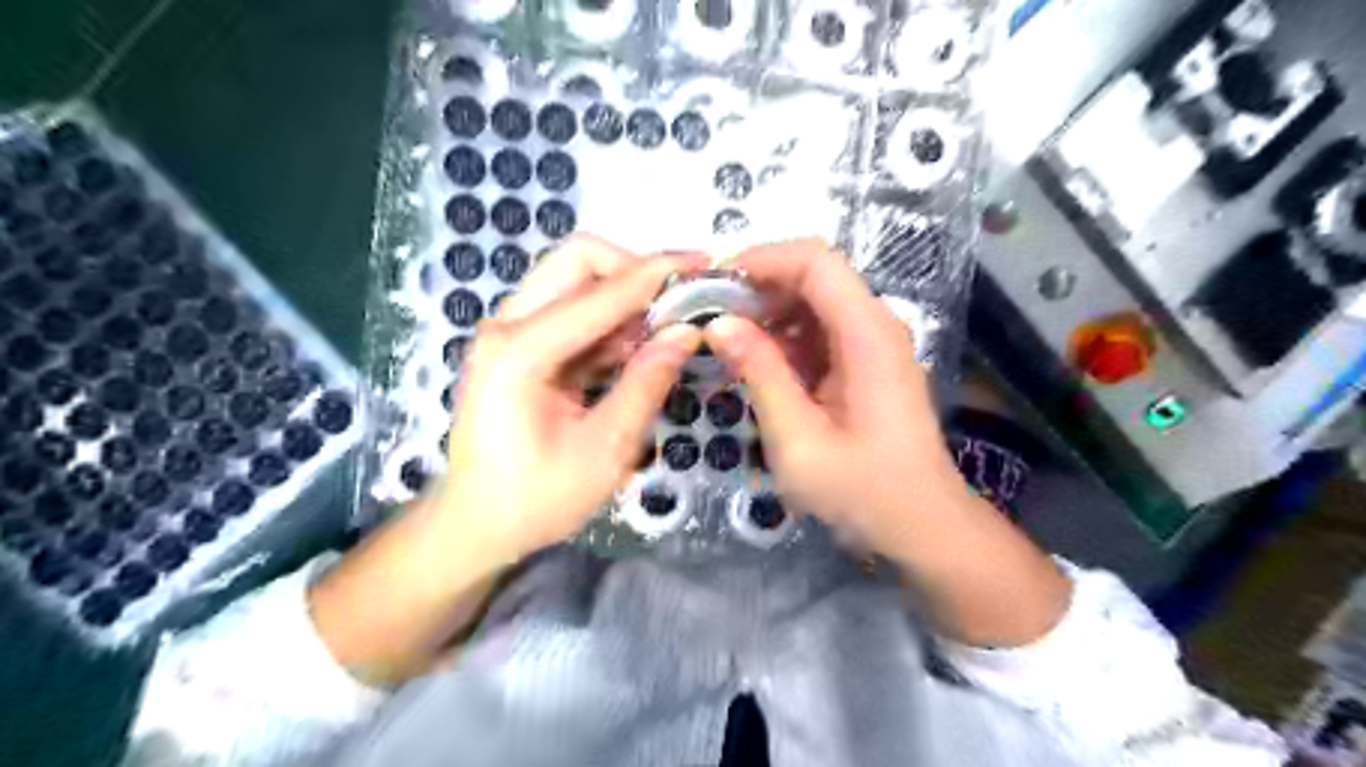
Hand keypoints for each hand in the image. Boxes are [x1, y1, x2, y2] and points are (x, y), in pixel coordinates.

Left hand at [444, 237, 702, 560]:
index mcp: (519, 351)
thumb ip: (647, 384)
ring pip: (574, 279)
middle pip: (576, 260)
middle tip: (678, 300)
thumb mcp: (605, 450)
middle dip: (633, 270)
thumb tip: (687, 332)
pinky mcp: (518, 346)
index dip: (656, 274)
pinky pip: (570, 311)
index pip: (600, 293)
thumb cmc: (537, 499)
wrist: (477, 525)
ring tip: (666, 329)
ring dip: (624, 296)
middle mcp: (506, 326)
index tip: (703, 264)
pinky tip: (637, 350)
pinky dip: (609, 320)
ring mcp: (508, 333)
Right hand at [710, 238, 1071, 648]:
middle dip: (758, 286)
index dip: (762, 259)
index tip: (713, 282)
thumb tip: (719, 324)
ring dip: (768, 313)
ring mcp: (874, 345)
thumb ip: (760, 375)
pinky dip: (784, 339)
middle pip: (815, 275)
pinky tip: (756, 365)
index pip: (816, 261)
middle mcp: (875, 326)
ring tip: (724, 340)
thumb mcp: (799, 440)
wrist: (921, 526)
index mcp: (867, 335)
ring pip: (815, 302)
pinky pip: (820, 332)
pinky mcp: (866, 365)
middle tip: (709, 314)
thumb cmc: (863, 491)